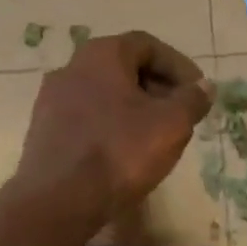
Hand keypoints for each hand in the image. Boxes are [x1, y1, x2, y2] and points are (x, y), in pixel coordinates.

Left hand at [17, 30, 212, 220]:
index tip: (197, 91)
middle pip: (124, 66)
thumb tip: (203, 86)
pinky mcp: (43, 128)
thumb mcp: (171, 124)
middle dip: (157, 86)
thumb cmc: (119, 151)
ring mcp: (52, 98)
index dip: (178, 66)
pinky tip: (123, 150)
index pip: (148, 45)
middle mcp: (72, 66)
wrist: (57, 200)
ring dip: (133, 106)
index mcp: (102, 54)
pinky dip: (110, 123)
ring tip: (155, 134)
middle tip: (180, 112)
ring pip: (104, 92)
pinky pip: (86, 115)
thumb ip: (192, 99)